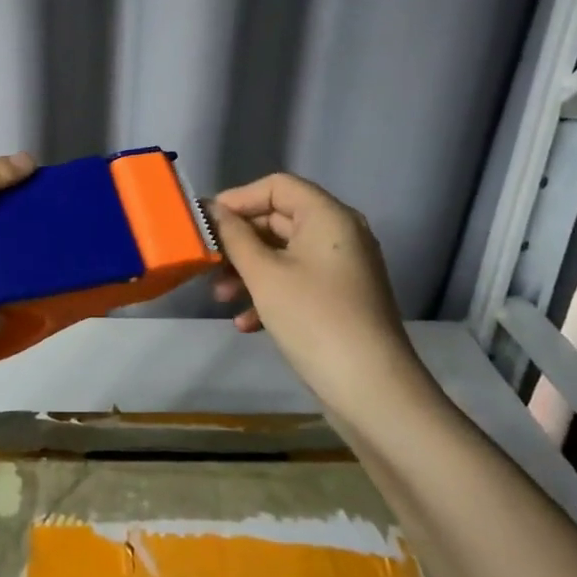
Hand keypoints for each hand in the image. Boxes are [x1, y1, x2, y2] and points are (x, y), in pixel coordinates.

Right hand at [208, 173, 431, 412]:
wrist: (372, 390)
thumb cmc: (314, 319)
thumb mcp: (264, 274)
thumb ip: (233, 237)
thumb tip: (211, 210)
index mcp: (328, 216)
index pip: (277, 186)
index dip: (238, 198)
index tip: (205, 223)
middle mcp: (340, 234)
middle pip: (278, 219)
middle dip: (239, 240)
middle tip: (207, 263)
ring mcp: (341, 269)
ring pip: (283, 254)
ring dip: (248, 271)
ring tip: (221, 298)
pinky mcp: (339, 300)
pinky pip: (296, 281)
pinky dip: (268, 294)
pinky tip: (246, 323)